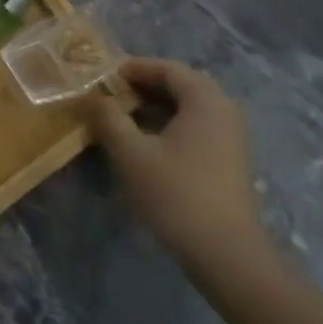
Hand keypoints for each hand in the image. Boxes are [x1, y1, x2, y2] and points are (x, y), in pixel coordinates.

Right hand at [77, 59, 271, 275]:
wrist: (226, 255)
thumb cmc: (176, 194)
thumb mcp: (130, 152)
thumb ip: (107, 117)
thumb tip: (91, 96)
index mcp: (205, 99)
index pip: (165, 68)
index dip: (132, 68)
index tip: (101, 77)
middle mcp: (224, 110)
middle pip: (179, 85)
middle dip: (142, 87)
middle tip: (109, 96)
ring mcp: (231, 137)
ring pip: (187, 108)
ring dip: (153, 108)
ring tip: (120, 119)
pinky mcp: (229, 161)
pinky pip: (195, 128)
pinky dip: (168, 126)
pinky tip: (144, 144)